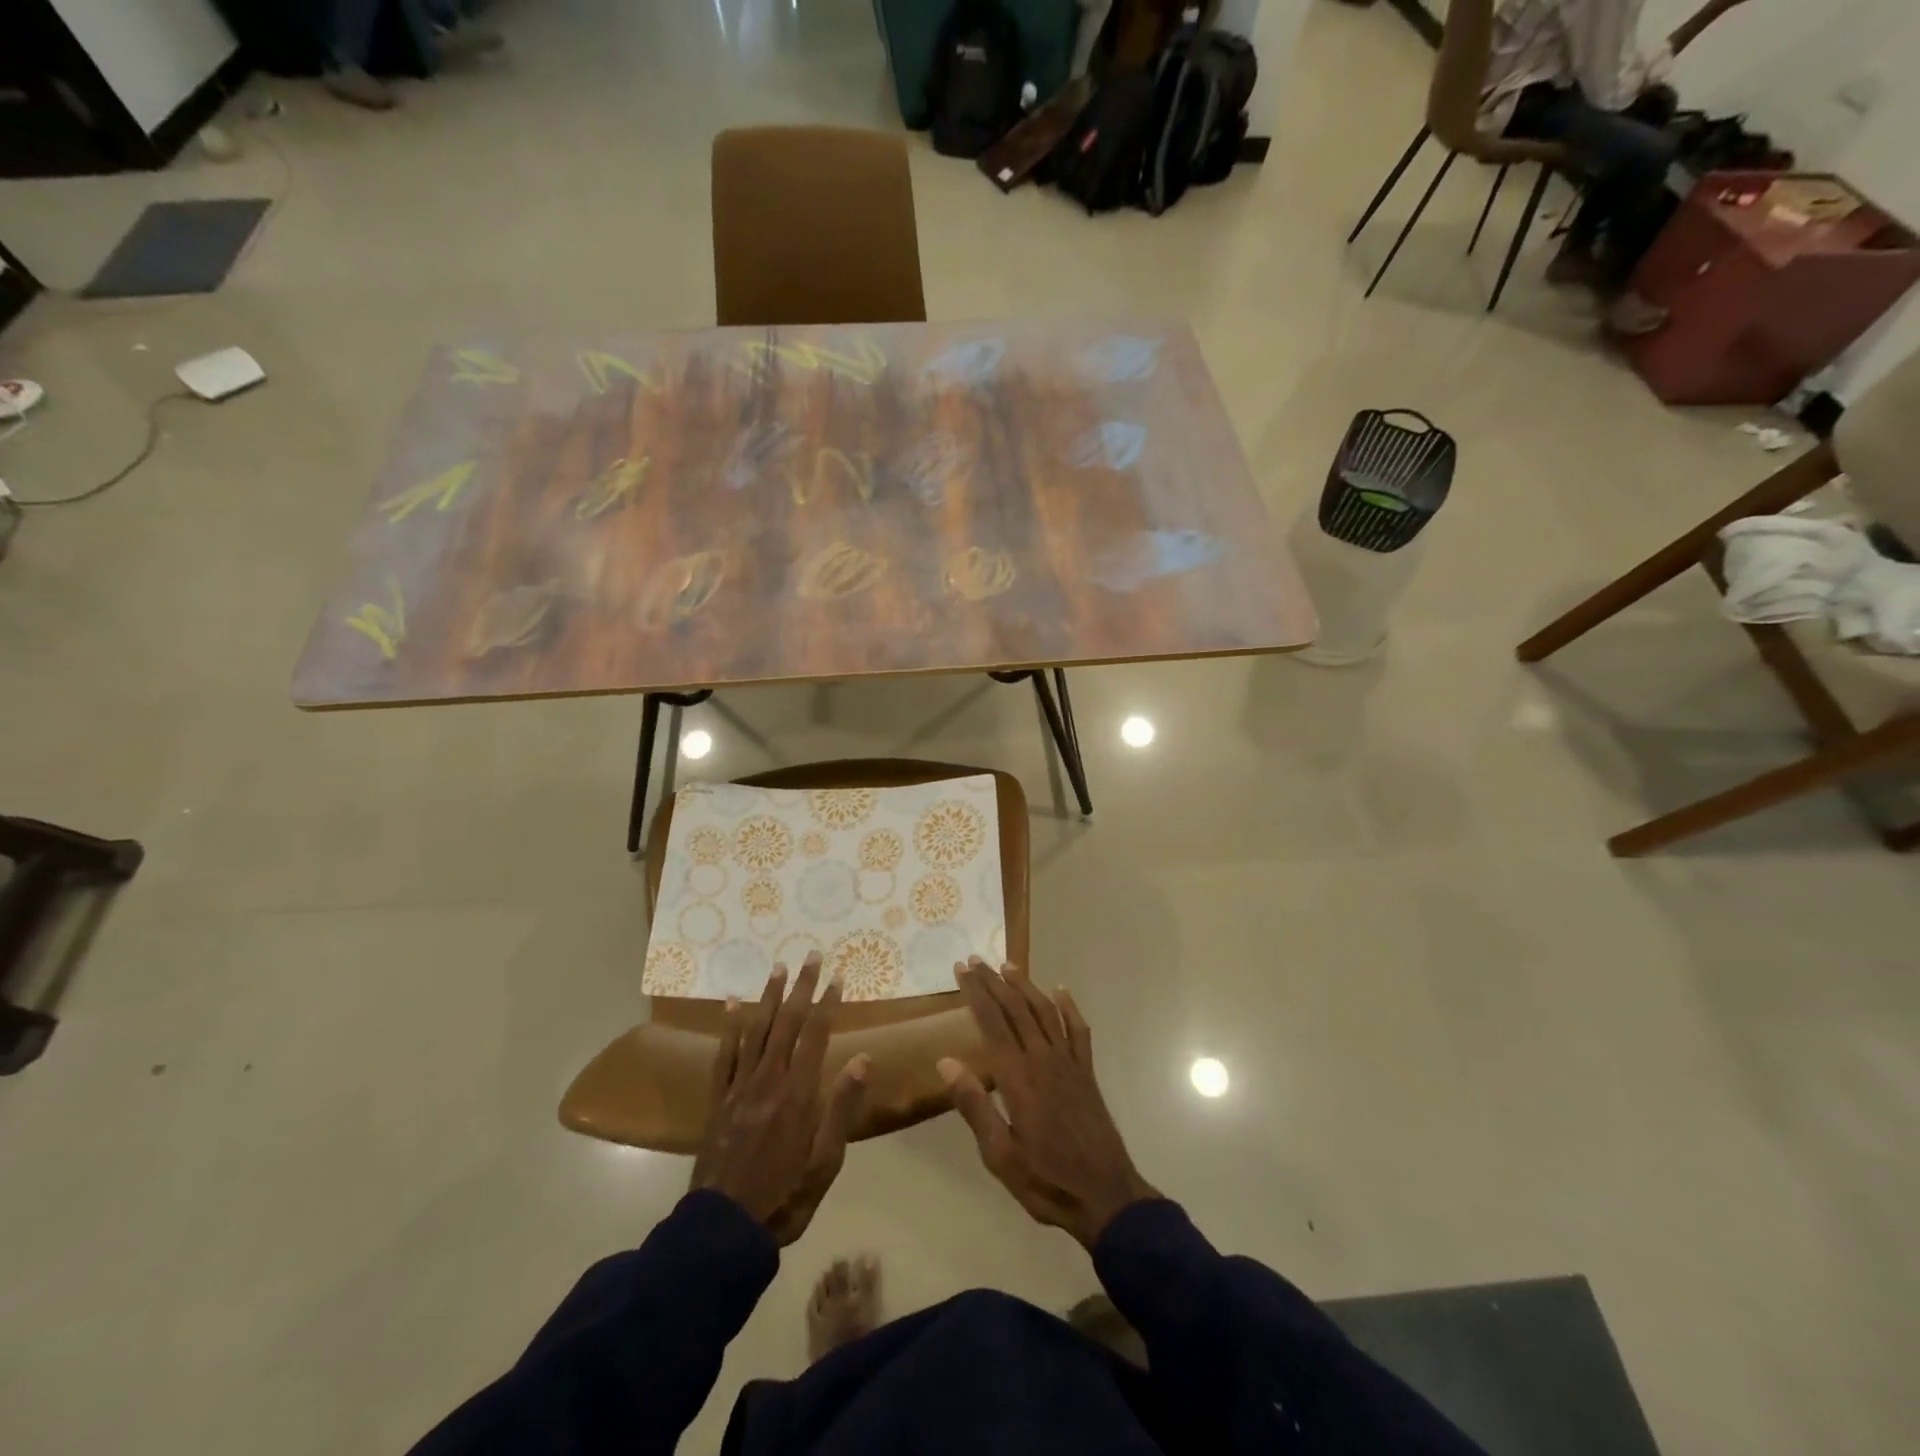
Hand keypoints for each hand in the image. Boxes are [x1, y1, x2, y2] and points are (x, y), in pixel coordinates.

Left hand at [691, 953, 868, 1245]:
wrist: (723, 1230)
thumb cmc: (785, 1197)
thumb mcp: (825, 1161)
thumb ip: (842, 1107)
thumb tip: (862, 1059)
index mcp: (798, 1094)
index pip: (816, 1036)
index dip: (828, 1004)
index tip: (838, 976)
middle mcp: (768, 1081)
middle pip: (787, 1024)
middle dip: (801, 987)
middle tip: (811, 956)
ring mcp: (740, 1088)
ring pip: (756, 1031)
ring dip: (768, 996)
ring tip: (778, 967)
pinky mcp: (718, 1100)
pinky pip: (724, 1055)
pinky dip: (730, 1027)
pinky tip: (734, 1005)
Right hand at [939, 958, 1157, 1248]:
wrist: (1106, 1197)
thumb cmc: (1046, 1179)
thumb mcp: (1000, 1154)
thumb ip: (975, 1106)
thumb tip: (946, 1062)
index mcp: (1018, 1078)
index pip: (992, 1023)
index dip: (975, 994)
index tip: (961, 970)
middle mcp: (1043, 1060)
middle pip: (1015, 1009)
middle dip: (994, 982)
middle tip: (976, 959)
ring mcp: (1069, 1063)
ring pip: (1045, 1013)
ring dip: (1025, 986)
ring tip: (1008, 965)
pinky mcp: (1087, 1073)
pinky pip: (1078, 1031)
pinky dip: (1069, 1008)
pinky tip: (1060, 991)